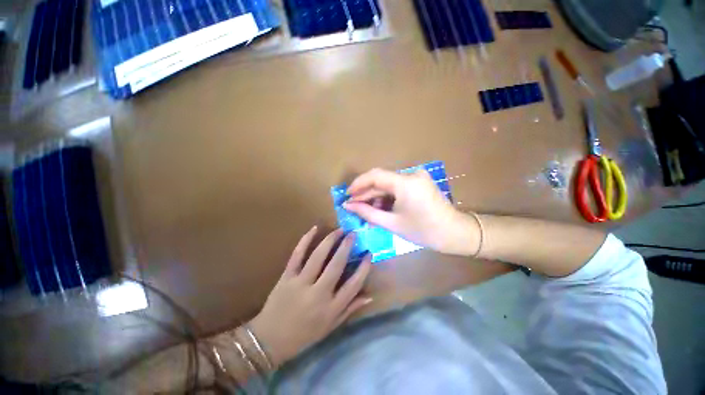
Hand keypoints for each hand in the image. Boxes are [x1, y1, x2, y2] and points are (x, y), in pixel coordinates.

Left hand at [249, 227, 371, 366]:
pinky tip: (314, 230)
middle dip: (347, 247)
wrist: (272, 337)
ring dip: (330, 241)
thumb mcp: (330, 327)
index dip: (363, 268)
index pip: (354, 284)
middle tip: (354, 234)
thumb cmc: (304, 335)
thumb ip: (349, 310)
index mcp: (332, 308)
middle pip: (337, 265)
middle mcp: (319, 293)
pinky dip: (305, 241)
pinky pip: (296, 256)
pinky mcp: (286, 277)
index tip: (369, 254)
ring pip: (318, 257)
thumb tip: (369, 296)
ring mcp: (301, 283)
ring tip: (339, 230)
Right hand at [343, 168, 478, 255]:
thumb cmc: (423, 230)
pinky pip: (400, 185)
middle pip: (383, 179)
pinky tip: (382, 207)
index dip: (358, 185)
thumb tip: (348, 205)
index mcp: (405, 182)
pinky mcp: (422, 182)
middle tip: (353, 206)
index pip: (375, 176)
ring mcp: (419, 177)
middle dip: (367, 192)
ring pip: (391, 182)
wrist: (453, 233)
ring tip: (367, 210)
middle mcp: (412, 174)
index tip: (346, 196)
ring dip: (378, 194)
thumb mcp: (392, 223)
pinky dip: (390, 195)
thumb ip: (368, 212)